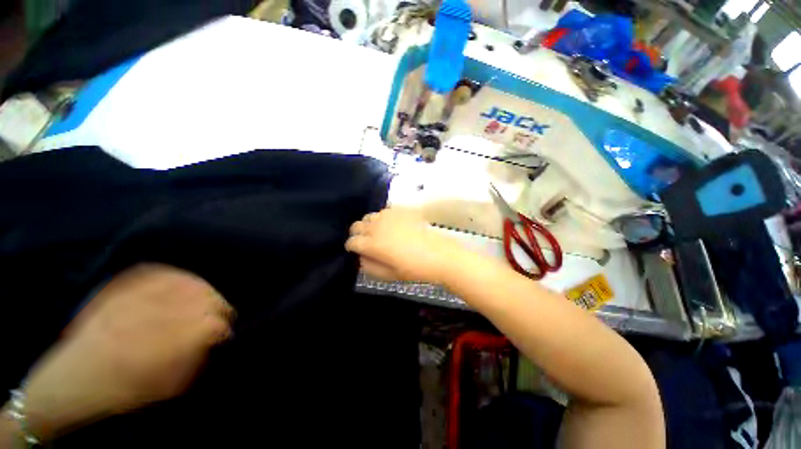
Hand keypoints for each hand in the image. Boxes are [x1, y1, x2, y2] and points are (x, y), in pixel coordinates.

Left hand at [19, 264, 233, 440]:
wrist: (73, 381)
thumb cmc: (124, 390)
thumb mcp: (165, 386)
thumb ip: (196, 359)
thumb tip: (218, 337)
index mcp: (163, 346)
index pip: (212, 324)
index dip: (223, 327)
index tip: (224, 333)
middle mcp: (151, 317)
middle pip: (204, 299)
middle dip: (218, 307)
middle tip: (220, 316)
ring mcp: (134, 300)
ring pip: (186, 283)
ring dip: (203, 290)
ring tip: (206, 299)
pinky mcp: (121, 290)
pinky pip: (158, 272)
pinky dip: (177, 275)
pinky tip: (185, 282)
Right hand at [346, 207, 470, 283]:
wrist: (439, 254)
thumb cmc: (414, 268)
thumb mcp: (388, 274)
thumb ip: (369, 266)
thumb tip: (361, 257)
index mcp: (372, 244)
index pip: (352, 242)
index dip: (352, 247)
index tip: (357, 251)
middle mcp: (377, 226)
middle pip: (356, 225)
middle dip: (358, 234)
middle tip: (366, 242)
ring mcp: (389, 216)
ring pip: (369, 216)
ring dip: (370, 225)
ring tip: (379, 233)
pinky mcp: (401, 210)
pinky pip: (385, 211)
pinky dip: (383, 218)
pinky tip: (392, 226)